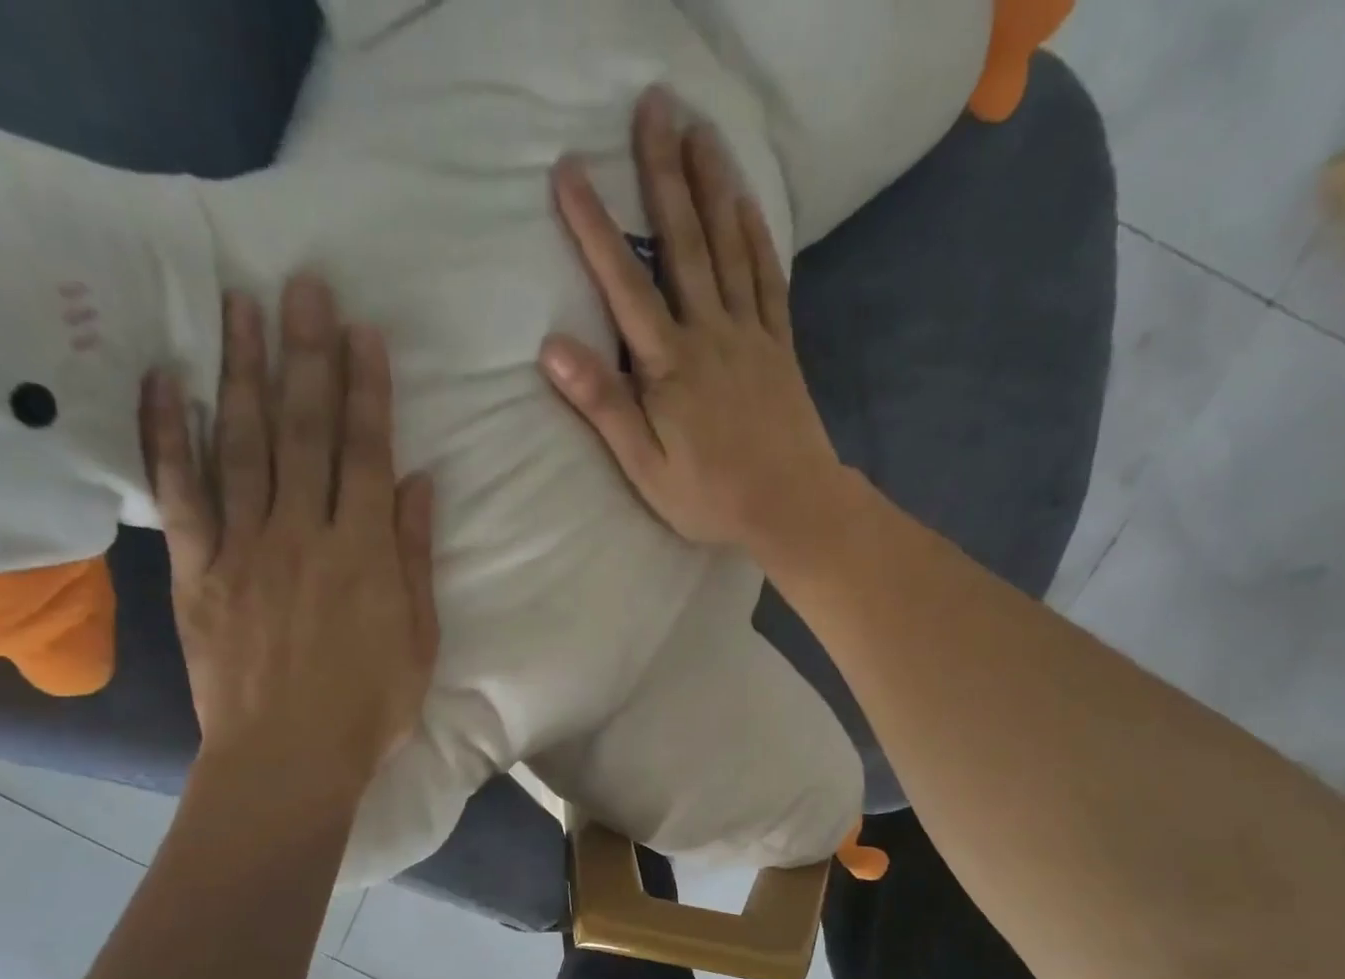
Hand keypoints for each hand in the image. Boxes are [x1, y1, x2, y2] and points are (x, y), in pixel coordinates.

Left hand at [142, 274, 437, 802]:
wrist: (289, 758)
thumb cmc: (370, 707)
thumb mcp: (419, 638)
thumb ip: (415, 557)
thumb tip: (419, 484)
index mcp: (364, 552)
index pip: (367, 453)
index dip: (366, 389)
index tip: (361, 331)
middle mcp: (304, 533)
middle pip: (305, 432)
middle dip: (306, 355)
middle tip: (301, 284)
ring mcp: (244, 548)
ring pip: (242, 445)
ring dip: (241, 372)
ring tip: (238, 305)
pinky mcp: (196, 571)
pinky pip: (179, 496)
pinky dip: (168, 438)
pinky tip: (164, 384)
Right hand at [539, 88, 849, 561]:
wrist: (791, 506)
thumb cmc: (710, 497)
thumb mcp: (645, 467)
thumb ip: (603, 406)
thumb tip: (553, 348)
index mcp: (670, 365)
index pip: (625, 284)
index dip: (595, 227)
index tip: (571, 170)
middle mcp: (710, 334)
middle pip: (684, 243)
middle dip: (664, 173)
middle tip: (653, 106)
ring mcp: (750, 335)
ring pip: (730, 248)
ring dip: (713, 185)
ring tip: (699, 129)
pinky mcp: (780, 346)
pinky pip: (769, 279)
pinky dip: (758, 237)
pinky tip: (747, 203)